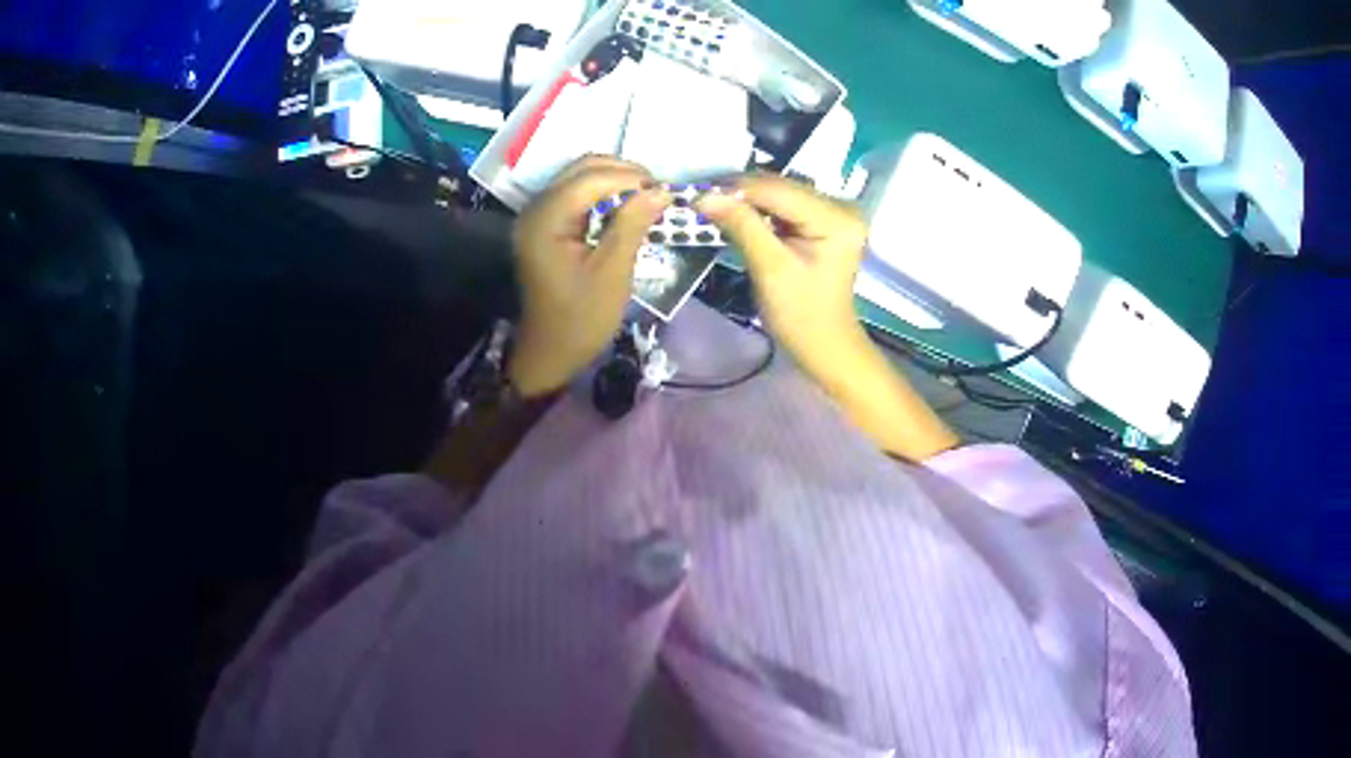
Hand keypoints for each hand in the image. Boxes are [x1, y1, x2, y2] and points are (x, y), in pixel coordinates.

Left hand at [509, 157, 671, 397]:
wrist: (550, 352)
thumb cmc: (581, 319)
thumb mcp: (612, 273)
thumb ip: (632, 225)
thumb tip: (661, 190)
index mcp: (546, 219)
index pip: (591, 178)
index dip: (631, 178)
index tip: (666, 192)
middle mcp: (537, 207)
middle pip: (583, 168)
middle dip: (624, 173)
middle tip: (658, 194)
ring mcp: (539, 214)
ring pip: (581, 176)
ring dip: (616, 181)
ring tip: (647, 200)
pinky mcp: (547, 224)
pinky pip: (577, 194)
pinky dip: (604, 194)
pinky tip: (626, 209)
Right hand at [695, 175, 869, 380]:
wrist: (823, 344)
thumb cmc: (800, 315)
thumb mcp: (769, 269)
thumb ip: (741, 226)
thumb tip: (704, 195)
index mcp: (835, 218)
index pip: (778, 190)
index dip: (736, 189)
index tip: (697, 193)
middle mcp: (839, 206)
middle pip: (780, 186)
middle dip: (739, 192)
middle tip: (700, 199)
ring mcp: (833, 212)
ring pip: (779, 193)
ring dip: (746, 199)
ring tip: (712, 205)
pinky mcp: (823, 221)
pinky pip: (784, 205)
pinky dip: (758, 209)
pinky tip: (736, 215)